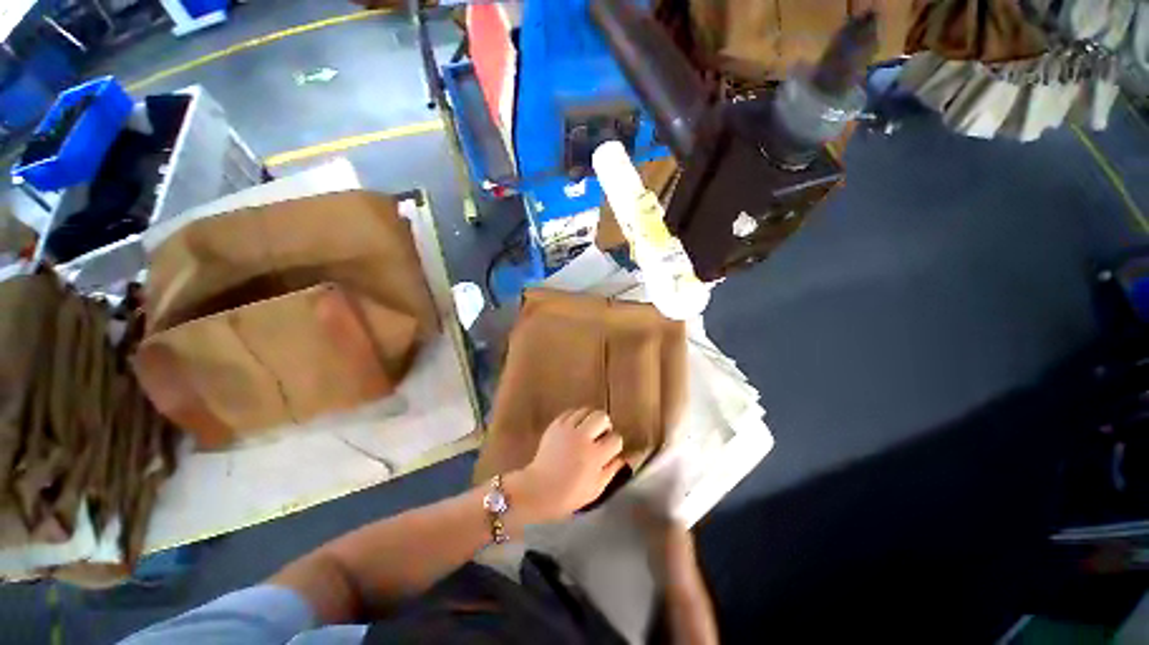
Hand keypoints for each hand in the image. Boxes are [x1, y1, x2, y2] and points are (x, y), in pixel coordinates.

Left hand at [511, 409, 624, 522]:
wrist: (538, 489)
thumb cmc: (569, 495)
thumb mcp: (596, 489)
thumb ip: (612, 470)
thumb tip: (626, 457)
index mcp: (595, 456)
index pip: (616, 439)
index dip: (615, 444)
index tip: (610, 451)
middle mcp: (582, 437)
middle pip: (602, 417)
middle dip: (605, 425)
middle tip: (600, 436)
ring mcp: (567, 429)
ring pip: (587, 410)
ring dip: (590, 419)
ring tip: (587, 430)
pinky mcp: (555, 425)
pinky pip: (571, 412)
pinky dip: (576, 417)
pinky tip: (574, 428)